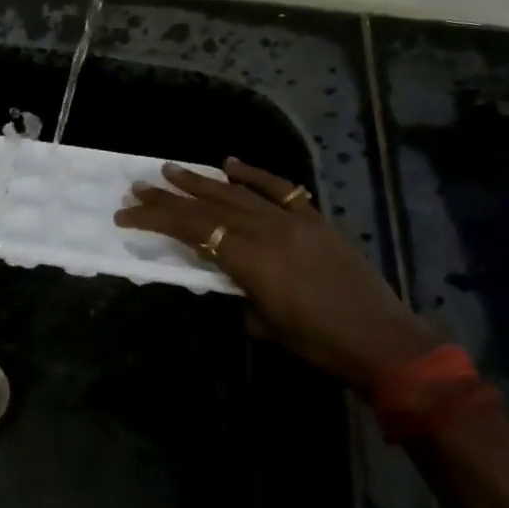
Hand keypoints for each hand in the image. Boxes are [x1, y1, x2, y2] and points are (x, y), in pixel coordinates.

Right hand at [115, 158, 441, 390]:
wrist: (382, 340)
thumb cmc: (319, 344)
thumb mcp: (265, 324)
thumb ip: (238, 292)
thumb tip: (225, 276)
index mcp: (251, 259)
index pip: (191, 229)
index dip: (155, 219)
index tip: (126, 213)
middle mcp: (267, 230)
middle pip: (209, 206)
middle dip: (170, 196)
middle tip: (140, 185)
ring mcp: (294, 220)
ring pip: (238, 192)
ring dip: (202, 180)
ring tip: (172, 170)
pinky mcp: (315, 219)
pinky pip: (279, 188)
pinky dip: (253, 173)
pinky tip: (230, 163)